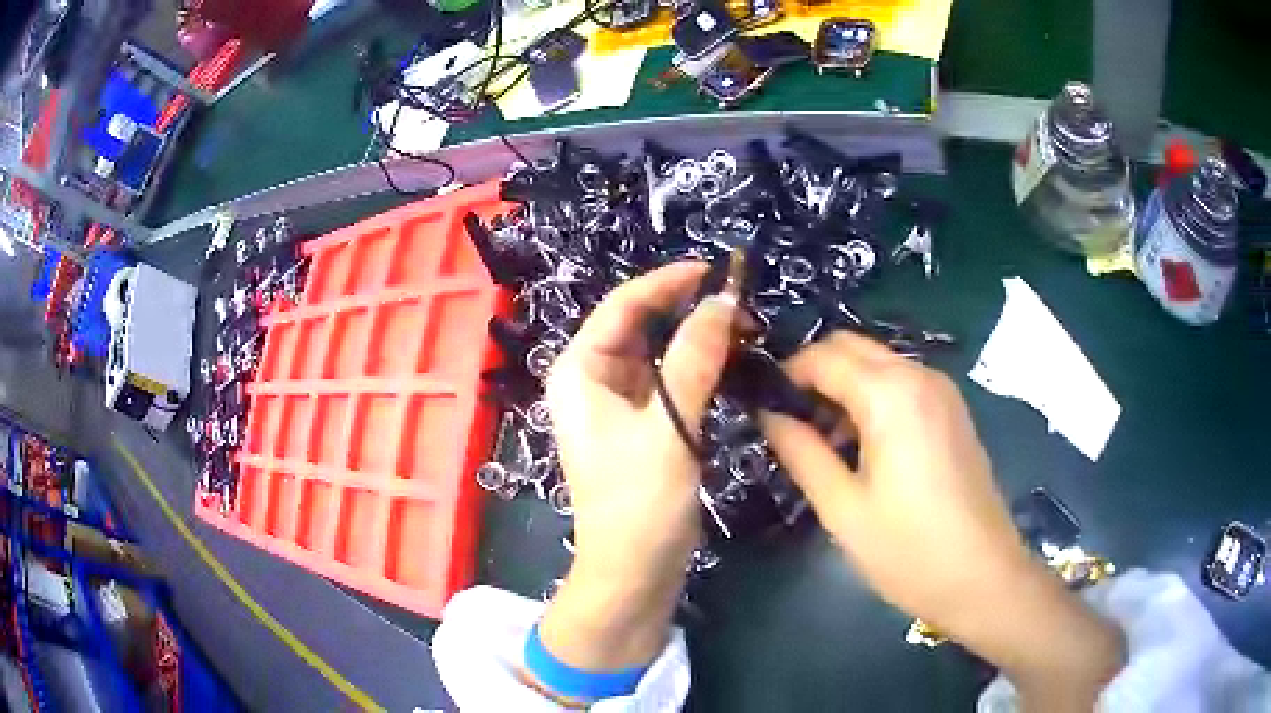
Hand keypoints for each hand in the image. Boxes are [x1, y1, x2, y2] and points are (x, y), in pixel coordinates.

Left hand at [538, 262, 738, 671]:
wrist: (634, 571)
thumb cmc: (639, 503)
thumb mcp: (669, 427)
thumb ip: (695, 360)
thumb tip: (723, 300)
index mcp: (579, 370)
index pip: (623, 305)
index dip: (668, 282)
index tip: (716, 271)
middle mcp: (591, 379)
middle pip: (640, 325)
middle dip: (687, 310)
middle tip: (740, 305)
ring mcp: (616, 403)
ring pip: (658, 352)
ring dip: (696, 338)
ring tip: (743, 329)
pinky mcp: (640, 425)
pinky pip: (669, 380)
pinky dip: (697, 368)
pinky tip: (729, 363)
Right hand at [760, 332, 1123, 707]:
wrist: (983, 575)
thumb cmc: (908, 549)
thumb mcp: (843, 508)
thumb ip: (801, 453)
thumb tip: (769, 416)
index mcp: (890, 394)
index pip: (824, 356)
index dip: (787, 374)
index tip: (763, 406)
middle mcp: (919, 376)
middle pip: (853, 346)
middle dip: (815, 371)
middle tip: (790, 421)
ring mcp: (942, 391)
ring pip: (878, 363)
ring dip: (845, 385)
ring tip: (824, 441)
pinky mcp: (953, 410)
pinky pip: (902, 383)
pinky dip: (873, 397)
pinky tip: (865, 445)